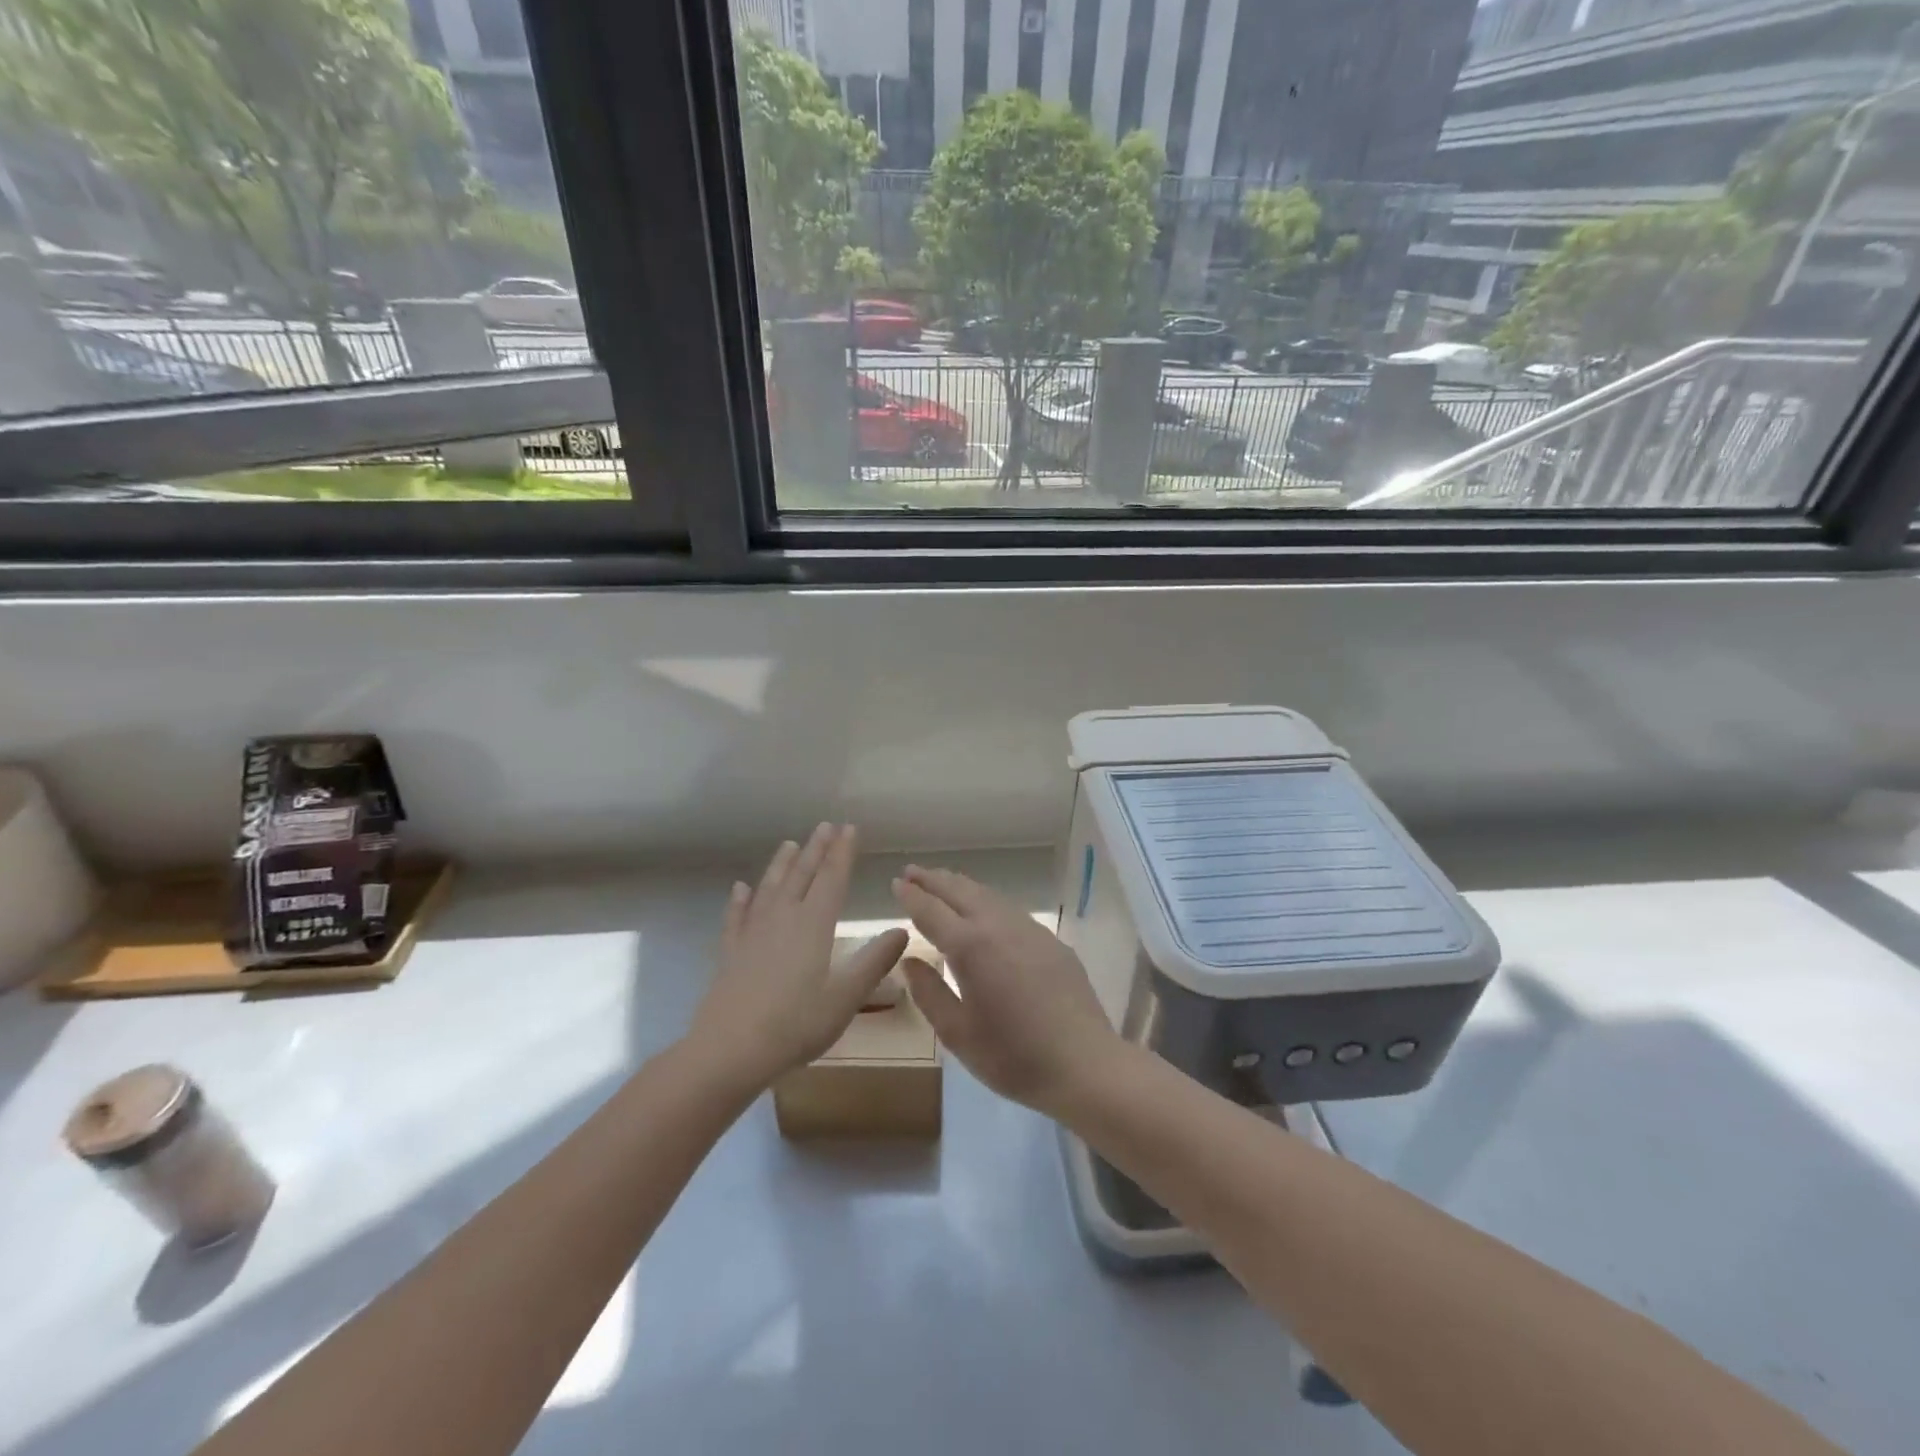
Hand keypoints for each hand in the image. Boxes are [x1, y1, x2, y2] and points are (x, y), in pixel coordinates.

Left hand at [688, 824, 907, 1087]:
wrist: (729, 1051)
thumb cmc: (795, 1024)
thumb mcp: (846, 997)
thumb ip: (874, 962)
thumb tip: (902, 931)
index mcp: (814, 925)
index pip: (832, 878)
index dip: (842, 852)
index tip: (849, 828)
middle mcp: (783, 918)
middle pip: (802, 875)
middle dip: (816, 849)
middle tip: (825, 826)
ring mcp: (753, 934)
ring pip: (770, 888)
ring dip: (782, 865)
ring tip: (790, 844)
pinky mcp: (732, 953)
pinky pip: (737, 917)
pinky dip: (740, 900)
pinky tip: (740, 889)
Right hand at [891, 866, 1123, 1116]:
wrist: (1084, 1063)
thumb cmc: (1013, 1056)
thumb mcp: (958, 1034)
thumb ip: (929, 993)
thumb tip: (910, 961)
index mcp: (970, 946)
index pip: (932, 911)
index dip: (911, 896)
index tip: (896, 883)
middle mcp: (998, 926)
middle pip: (960, 891)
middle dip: (933, 879)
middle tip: (911, 871)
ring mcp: (1029, 929)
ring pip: (987, 895)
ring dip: (960, 885)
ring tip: (942, 881)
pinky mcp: (1050, 940)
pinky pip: (1009, 908)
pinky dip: (986, 899)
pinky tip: (984, 908)